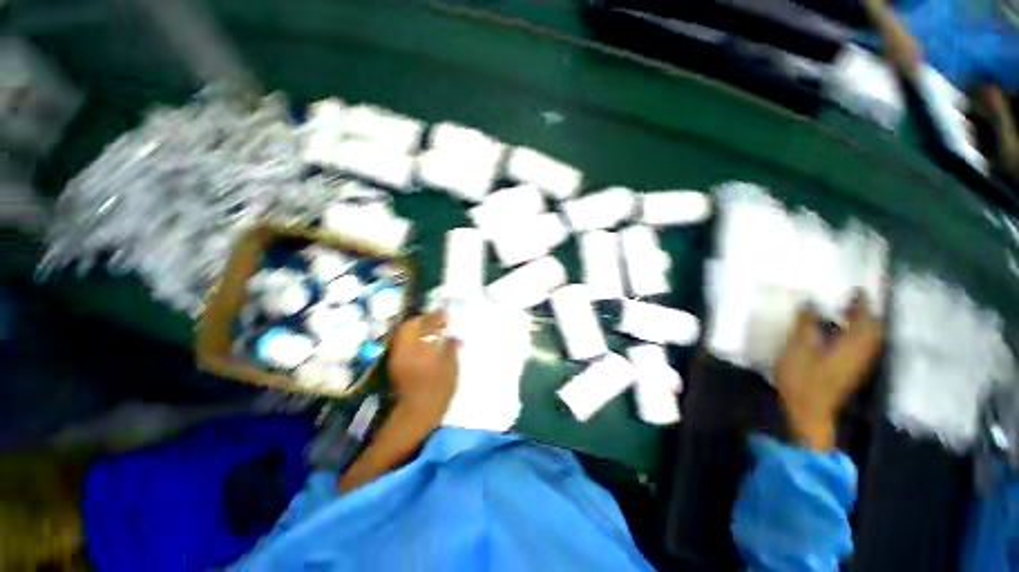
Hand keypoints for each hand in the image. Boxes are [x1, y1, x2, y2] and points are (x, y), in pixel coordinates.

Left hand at [387, 311, 458, 425]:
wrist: (416, 413)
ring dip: (416, 326)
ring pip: (403, 332)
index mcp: (422, 349)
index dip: (436, 316)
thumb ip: (451, 349)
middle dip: (423, 318)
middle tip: (437, 319)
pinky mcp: (395, 362)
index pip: (428, 325)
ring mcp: (398, 355)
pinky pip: (401, 341)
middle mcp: (407, 348)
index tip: (445, 313)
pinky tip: (421, 339)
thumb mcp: (451, 370)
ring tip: (429, 328)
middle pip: (410, 325)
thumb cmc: (438, 392)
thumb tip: (453, 336)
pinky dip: (411, 335)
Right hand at [774, 293, 883, 450]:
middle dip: (866, 313)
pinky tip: (840, 334)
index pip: (864, 318)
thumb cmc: (803, 378)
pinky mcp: (850, 371)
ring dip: (862, 324)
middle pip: (873, 329)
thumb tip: (811, 301)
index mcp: (852, 345)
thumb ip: (806, 324)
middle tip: (852, 301)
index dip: (862, 302)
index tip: (857, 289)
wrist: (809, 411)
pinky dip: (856, 335)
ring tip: (845, 314)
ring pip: (869, 338)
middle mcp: (862, 352)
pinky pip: (861, 346)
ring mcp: (857, 364)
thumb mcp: (798, 348)